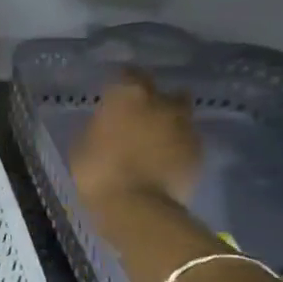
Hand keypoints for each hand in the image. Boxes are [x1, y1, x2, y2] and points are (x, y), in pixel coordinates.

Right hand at [68, 69, 201, 207]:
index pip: (128, 74)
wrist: (137, 207)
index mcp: (129, 94)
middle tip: (138, 117)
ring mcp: (185, 125)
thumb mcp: (82, 143)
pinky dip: (177, 145)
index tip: (114, 95)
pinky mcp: (200, 150)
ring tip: (154, 139)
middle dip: (153, 100)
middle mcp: (162, 101)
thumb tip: (109, 120)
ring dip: (168, 122)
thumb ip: (100, 124)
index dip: (122, 83)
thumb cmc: (98, 171)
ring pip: (179, 115)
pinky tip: (165, 159)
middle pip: (162, 92)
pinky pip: (187, 139)